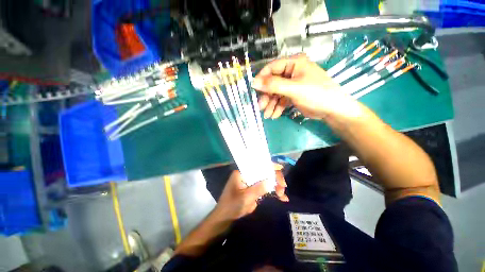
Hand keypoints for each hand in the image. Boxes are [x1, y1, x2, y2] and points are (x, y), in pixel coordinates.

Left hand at [214, 165, 288, 220]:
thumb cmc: (232, 206)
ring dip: (276, 186)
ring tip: (283, 195)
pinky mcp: (254, 190)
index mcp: (242, 173)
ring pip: (266, 180)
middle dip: (274, 178)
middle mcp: (247, 175)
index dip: (269, 165)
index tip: (280, 169)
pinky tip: (282, 198)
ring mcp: (252, 183)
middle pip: (264, 172)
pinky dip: (273, 193)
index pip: (257, 165)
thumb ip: (258, 188)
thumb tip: (271, 181)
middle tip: (283, 186)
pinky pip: (265, 189)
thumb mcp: (245, 198)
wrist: (225, 218)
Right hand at [252, 54, 363, 119]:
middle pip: (273, 83)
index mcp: (294, 63)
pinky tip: (274, 115)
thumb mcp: (294, 89)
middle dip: (267, 97)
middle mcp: (292, 72)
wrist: (332, 110)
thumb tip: (254, 82)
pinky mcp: (293, 95)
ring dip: (271, 104)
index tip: (255, 90)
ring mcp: (292, 84)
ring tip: (267, 115)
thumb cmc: (316, 94)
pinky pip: (281, 100)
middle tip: (261, 107)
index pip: (272, 67)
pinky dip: (277, 107)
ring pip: (276, 93)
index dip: (262, 78)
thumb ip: (273, 85)